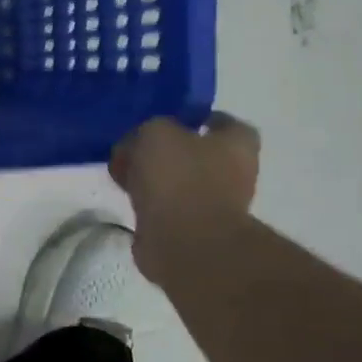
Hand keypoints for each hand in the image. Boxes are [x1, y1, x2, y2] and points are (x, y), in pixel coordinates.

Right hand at [110, 114, 259, 280]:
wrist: (183, 243)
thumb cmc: (178, 178)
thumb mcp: (155, 133)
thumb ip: (148, 130)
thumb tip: (139, 144)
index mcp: (236, 144)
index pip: (222, 122)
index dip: (195, 118)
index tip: (165, 120)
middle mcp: (234, 173)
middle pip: (197, 153)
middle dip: (167, 150)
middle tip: (134, 147)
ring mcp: (215, 205)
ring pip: (179, 181)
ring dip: (155, 178)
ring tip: (124, 173)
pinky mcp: (193, 230)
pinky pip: (167, 207)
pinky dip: (149, 203)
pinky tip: (127, 198)